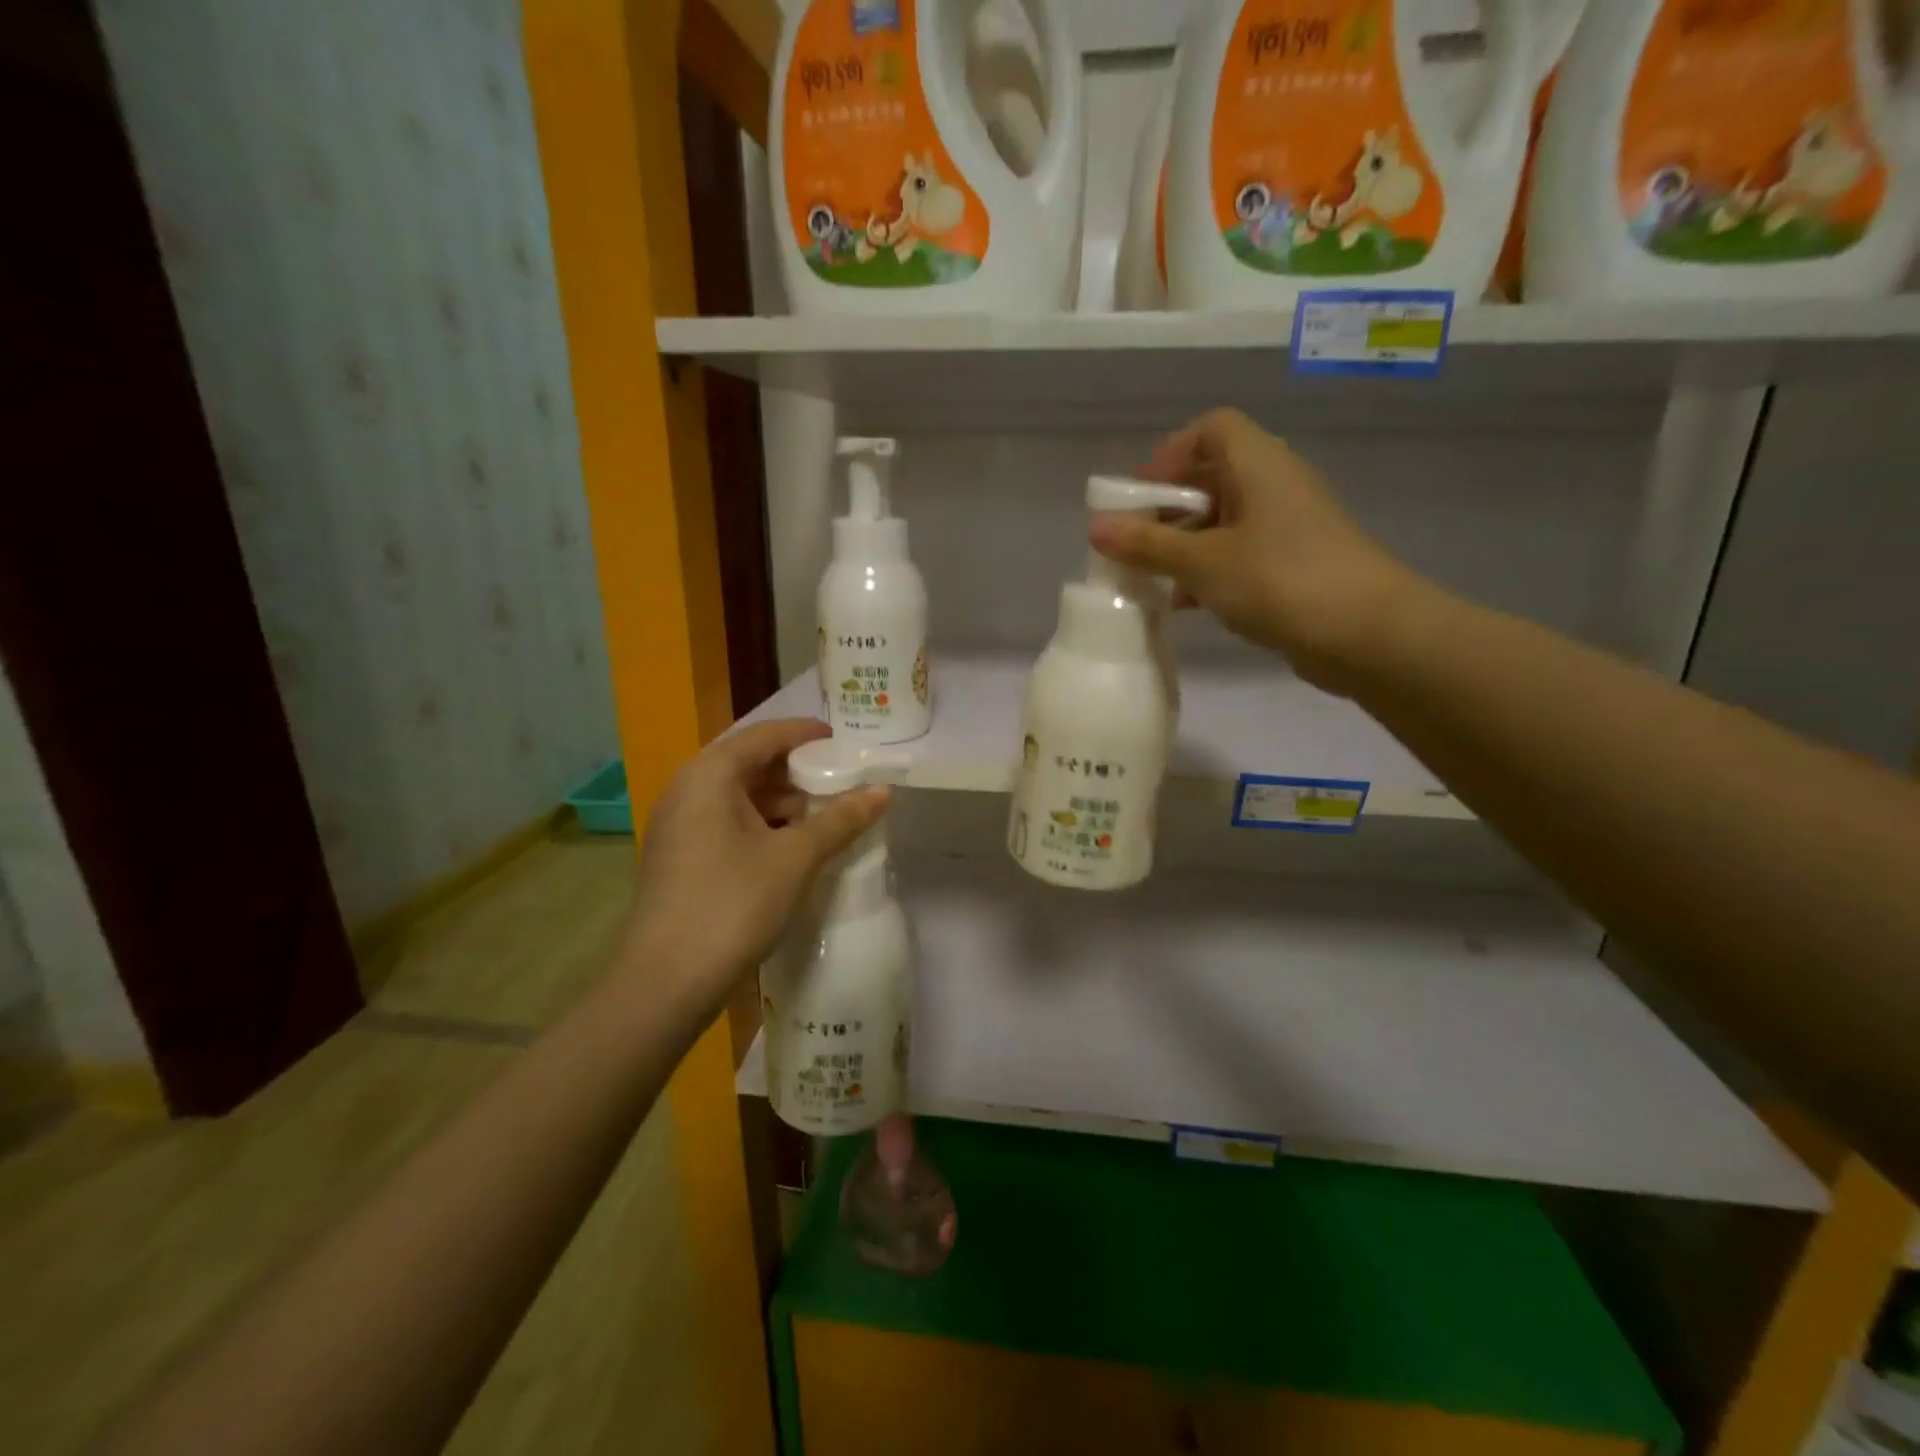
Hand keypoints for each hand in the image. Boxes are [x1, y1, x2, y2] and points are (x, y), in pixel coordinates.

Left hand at [622, 719, 888, 1023]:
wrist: (666, 982)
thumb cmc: (733, 904)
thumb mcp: (795, 858)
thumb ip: (840, 819)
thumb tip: (883, 791)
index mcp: (710, 775)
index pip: (764, 735)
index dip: (806, 734)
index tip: (843, 741)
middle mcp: (687, 790)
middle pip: (749, 763)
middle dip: (797, 772)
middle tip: (842, 781)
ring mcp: (678, 825)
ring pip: (738, 796)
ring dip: (782, 802)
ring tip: (826, 816)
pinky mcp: (679, 857)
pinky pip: (727, 823)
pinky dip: (762, 825)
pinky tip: (793, 847)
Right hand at [1088, 409, 1415, 693]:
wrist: (1367, 633)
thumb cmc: (1280, 580)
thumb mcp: (1203, 563)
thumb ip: (1148, 545)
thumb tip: (1095, 528)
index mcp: (1258, 464)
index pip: (1211, 429)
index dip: (1170, 454)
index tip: (1139, 494)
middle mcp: (1275, 485)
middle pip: (1213, 476)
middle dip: (1168, 508)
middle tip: (1135, 541)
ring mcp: (1288, 526)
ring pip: (1224, 520)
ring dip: (1185, 544)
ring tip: (1152, 578)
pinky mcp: (1294, 563)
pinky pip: (1241, 553)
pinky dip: (1209, 569)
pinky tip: (1186, 603)